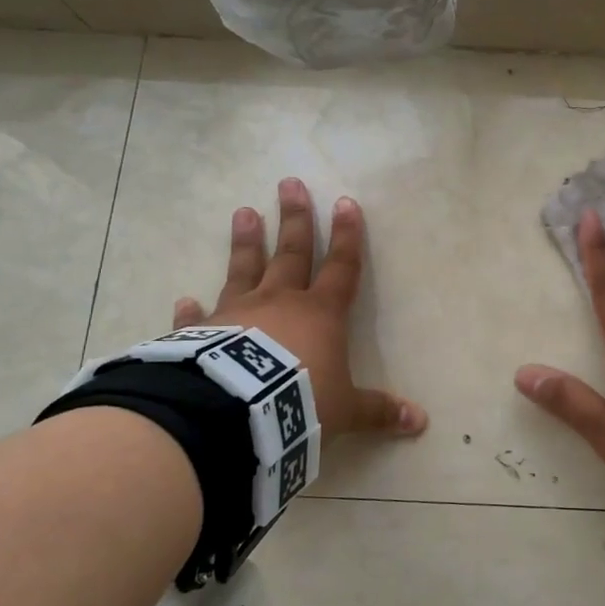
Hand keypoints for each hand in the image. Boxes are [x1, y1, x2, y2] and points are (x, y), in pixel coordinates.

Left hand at [171, 178, 426, 440]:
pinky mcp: (202, 335)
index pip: (341, 267)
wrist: (236, 415)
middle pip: (291, 253)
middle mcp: (280, 303)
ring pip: (244, 269)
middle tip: (289, 183)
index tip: (346, 203)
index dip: (347, 236)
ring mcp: (237, 314)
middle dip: (294, 218)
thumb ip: (378, 411)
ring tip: (243, 212)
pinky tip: (183, 299)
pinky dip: (192, 311)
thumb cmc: (300, 402)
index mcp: (321, 314)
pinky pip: (198, 320)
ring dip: (245, 242)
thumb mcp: (346, 411)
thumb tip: (421, 422)